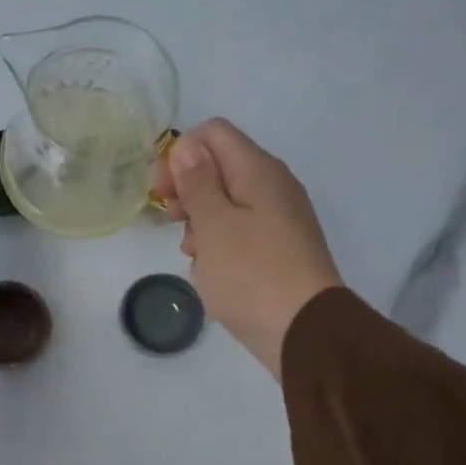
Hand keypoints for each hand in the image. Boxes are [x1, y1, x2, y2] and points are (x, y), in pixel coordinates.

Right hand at [155, 119, 343, 376]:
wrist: (303, 331)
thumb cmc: (251, 274)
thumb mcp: (214, 225)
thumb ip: (198, 183)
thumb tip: (187, 147)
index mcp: (259, 171)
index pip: (213, 133)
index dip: (180, 154)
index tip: (162, 192)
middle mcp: (273, 187)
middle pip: (219, 168)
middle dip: (188, 192)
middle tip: (172, 223)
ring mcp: (278, 220)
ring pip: (226, 204)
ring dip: (201, 224)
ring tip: (193, 255)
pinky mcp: (278, 249)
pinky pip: (240, 233)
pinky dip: (219, 245)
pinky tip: (212, 272)